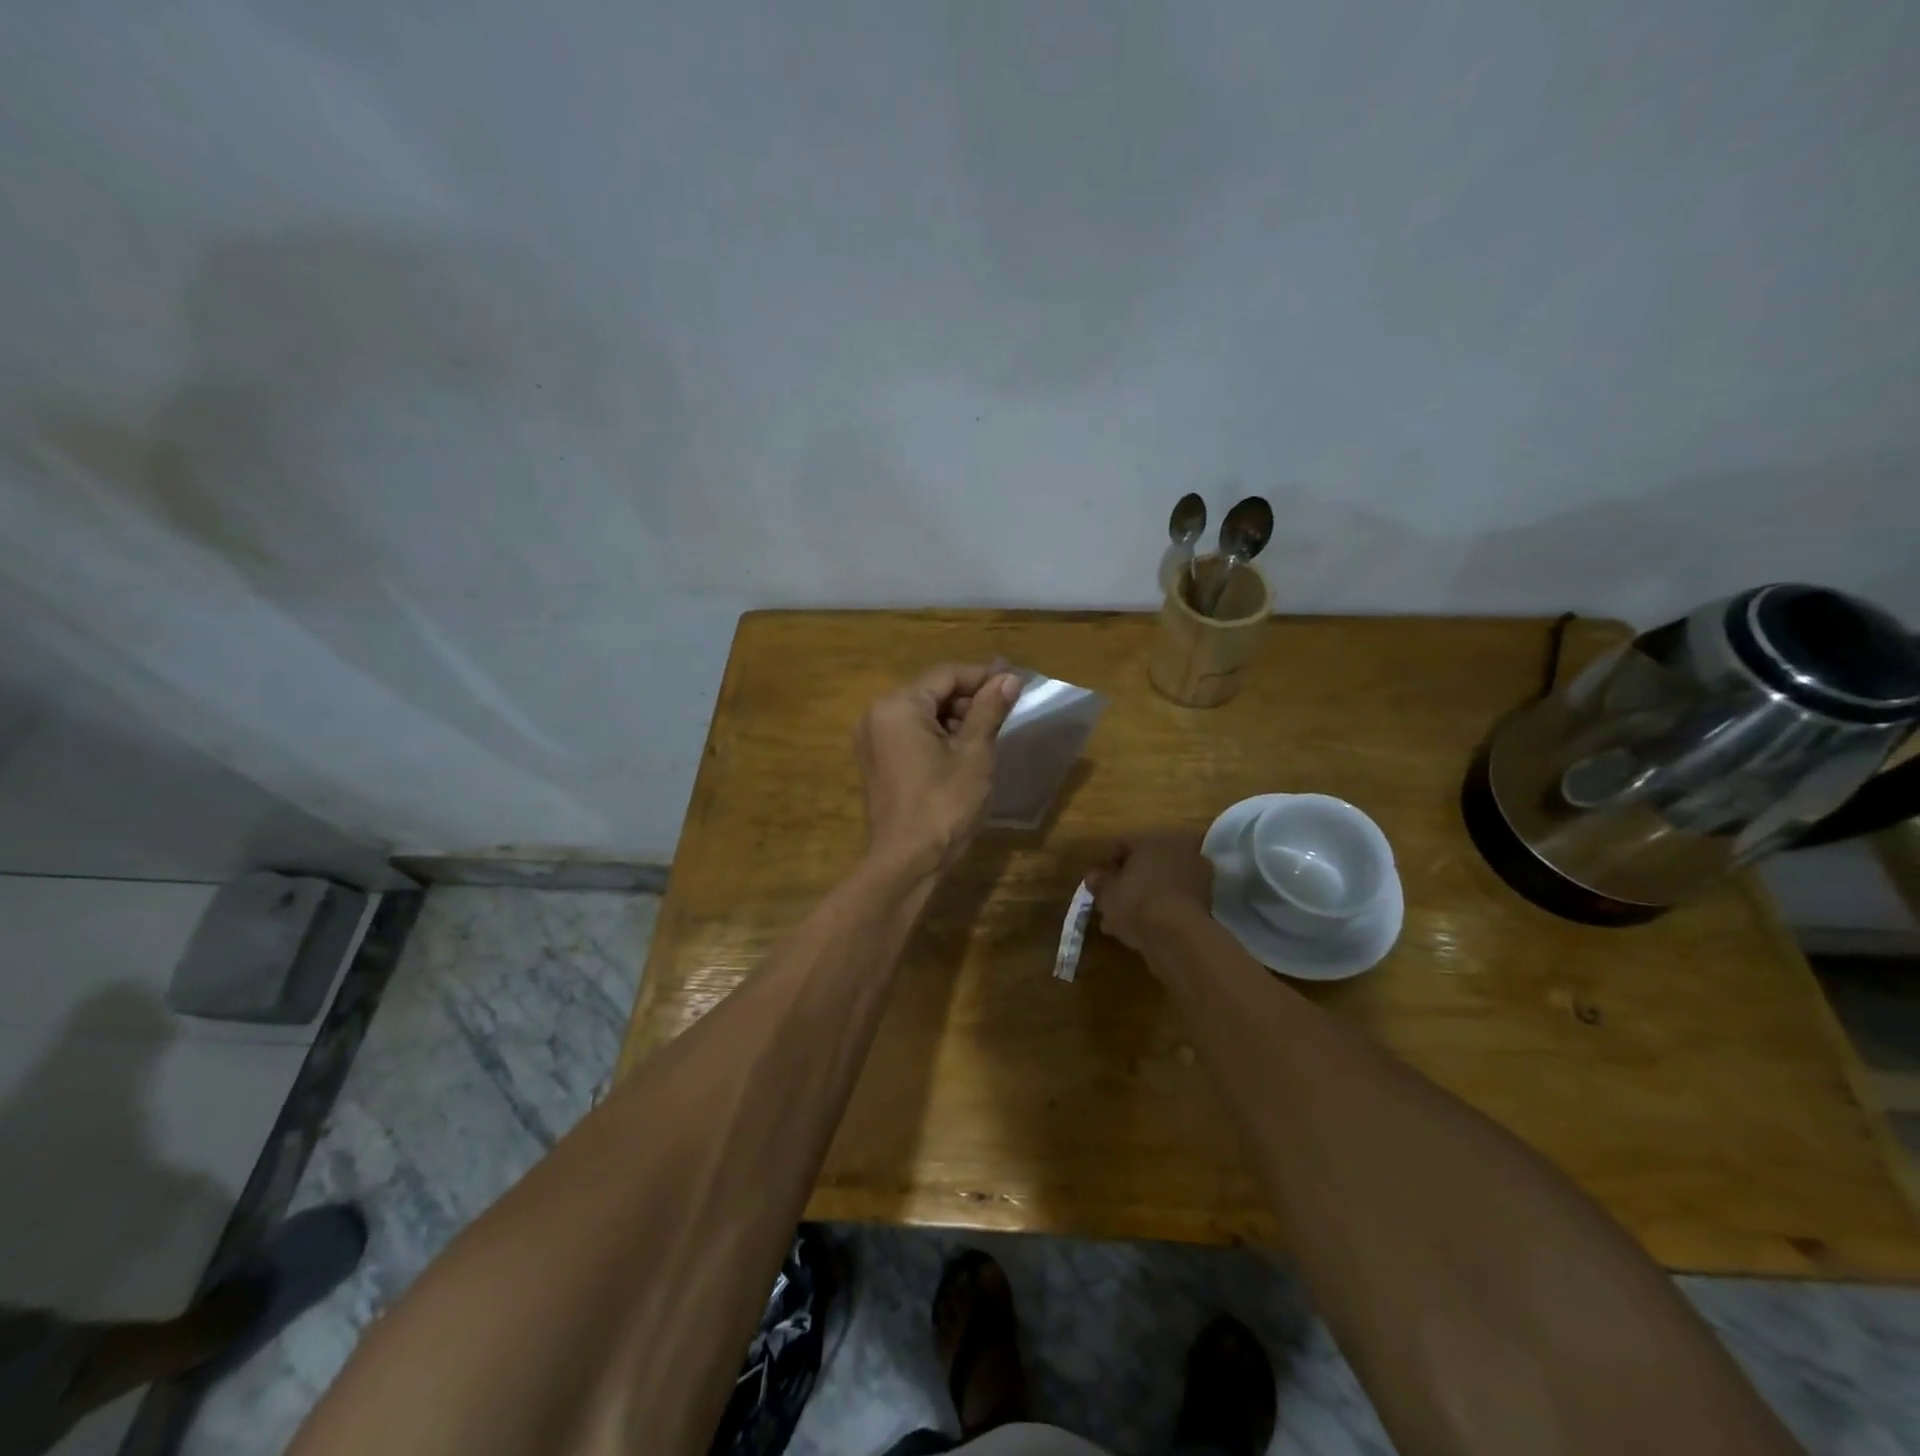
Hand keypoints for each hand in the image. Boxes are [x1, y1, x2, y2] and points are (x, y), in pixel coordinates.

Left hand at [856, 664, 1021, 873]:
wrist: (906, 862)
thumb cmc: (943, 805)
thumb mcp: (974, 754)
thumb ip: (989, 710)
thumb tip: (1008, 678)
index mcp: (898, 706)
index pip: (946, 675)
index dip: (983, 676)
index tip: (1016, 682)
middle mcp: (877, 715)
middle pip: (931, 692)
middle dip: (969, 699)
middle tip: (1006, 711)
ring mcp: (872, 740)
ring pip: (922, 714)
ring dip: (955, 719)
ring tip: (990, 734)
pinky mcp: (877, 763)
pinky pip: (910, 735)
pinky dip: (938, 737)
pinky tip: (965, 753)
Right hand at [1085, 831, 1213, 951]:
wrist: (1178, 936)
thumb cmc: (1136, 902)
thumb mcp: (1107, 892)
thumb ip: (1099, 880)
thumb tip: (1094, 875)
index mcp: (1154, 838)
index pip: (1123, 844)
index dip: (1106, 863)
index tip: (1096, 882)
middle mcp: (1180, 849)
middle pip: (1146, 863)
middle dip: (1127, 881)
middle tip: (1110, 901)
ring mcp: (1197, 874)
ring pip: (1161, 882)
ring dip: (1143, 896)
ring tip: (1123, 920)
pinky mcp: (1207, 900)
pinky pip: (1174, 899)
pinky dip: (1160, 909)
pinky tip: (1144, 927)